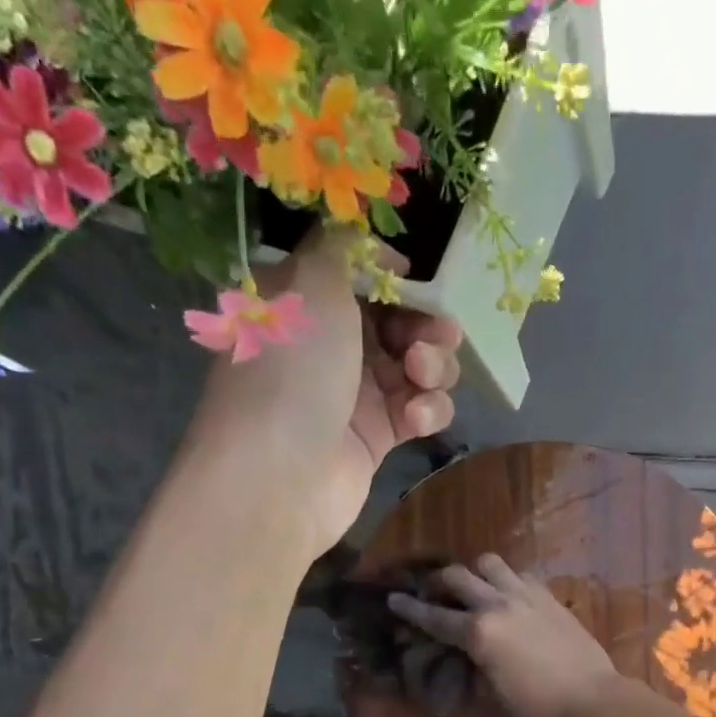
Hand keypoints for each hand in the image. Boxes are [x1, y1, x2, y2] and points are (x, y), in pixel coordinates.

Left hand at [194, 229, 461, 556]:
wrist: (281, 476)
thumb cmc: (293, 371)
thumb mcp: (311, 284)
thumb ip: (342, 248)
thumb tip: (367, 241)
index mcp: (305, 304)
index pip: (359, 277)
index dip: (393, 277)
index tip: (414, 281)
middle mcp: (331, 345)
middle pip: (399, 321)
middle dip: (425, 326)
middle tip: (431, 339)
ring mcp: (356, 393)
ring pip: (418, 366)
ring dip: (434, 367)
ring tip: (421, 377)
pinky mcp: (379, 436)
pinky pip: (420, 410)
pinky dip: (428, 410)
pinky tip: (416, 419)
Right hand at [387, 554, 623, 716]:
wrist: (594, 703)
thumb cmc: (539, 713)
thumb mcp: (493, 699)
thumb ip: (472, 671)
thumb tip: (465, 658)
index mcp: (478, 633)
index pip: (434, 617)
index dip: (410, 608)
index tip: (393, 598)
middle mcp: (498, 605)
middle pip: (458, 576)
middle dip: (439, 582)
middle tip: (435, 593)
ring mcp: (527, 596)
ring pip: (491, 563)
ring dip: (476, 572)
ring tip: (476, 589)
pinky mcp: (550, 597)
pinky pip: (521, 575)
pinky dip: (508, 580)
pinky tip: (510, 598)